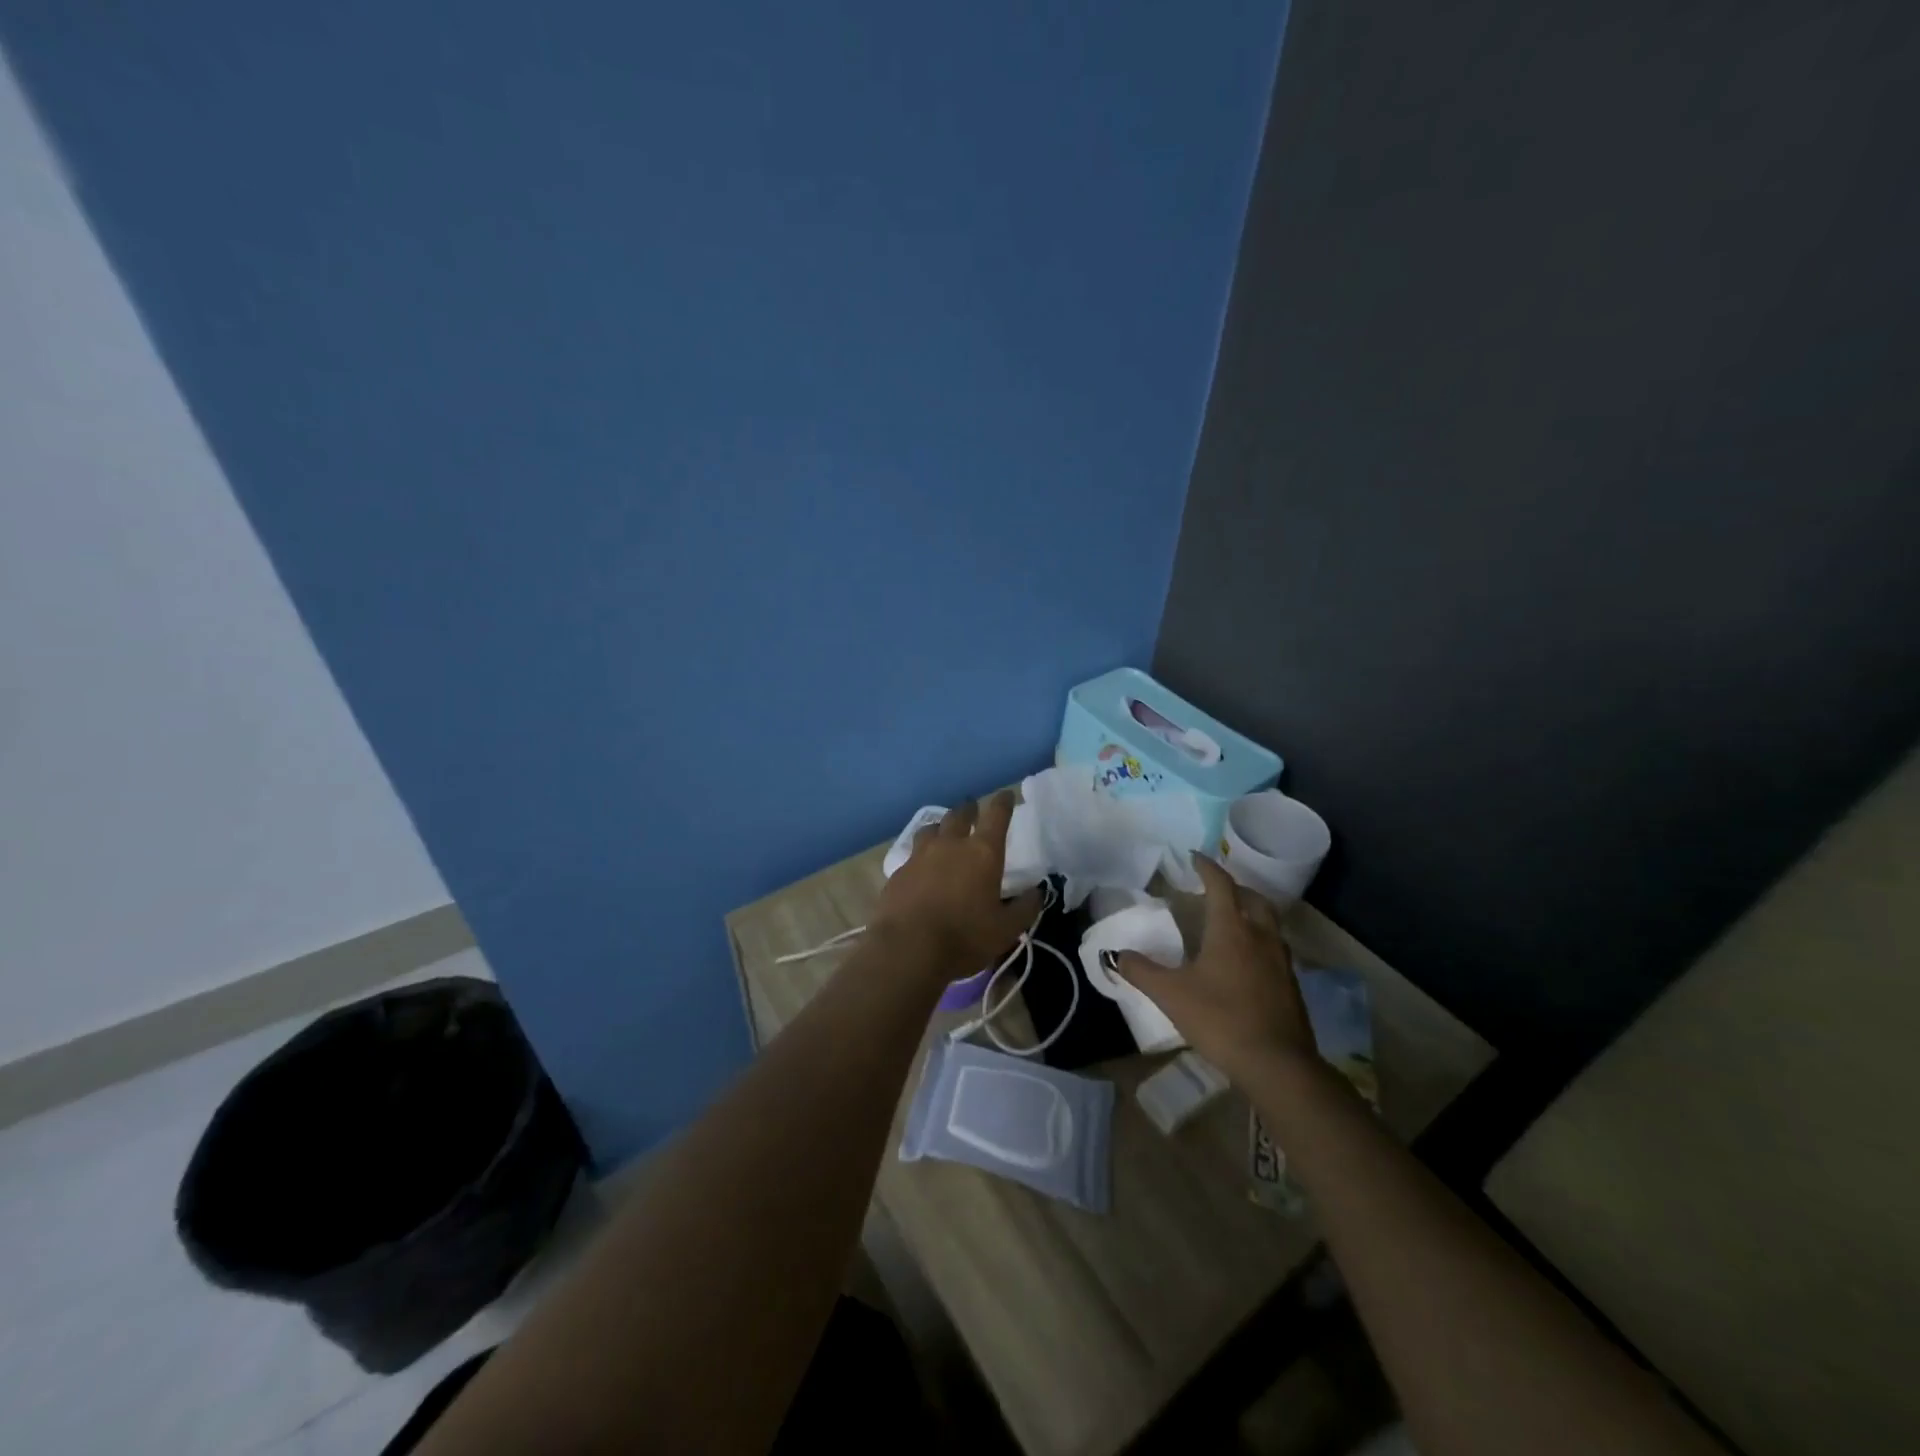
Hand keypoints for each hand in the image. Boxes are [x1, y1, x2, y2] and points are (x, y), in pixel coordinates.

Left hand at [873, 791, 1041, 982]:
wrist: (907, 949)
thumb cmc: (964, 937)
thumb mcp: (1006, 930)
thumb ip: (1025, 907)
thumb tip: (1037, 892)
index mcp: (982, 852)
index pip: (996, 815)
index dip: (1003, 802)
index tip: (1006, 795)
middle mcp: (951, 845)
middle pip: (959, 814)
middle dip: (969, 809)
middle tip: (973, 810)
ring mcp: (920, 855)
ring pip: (931, 828)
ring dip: (942, 827)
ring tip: (945, 833)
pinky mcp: (899, 872)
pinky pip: (913, 854)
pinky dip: (922, 854)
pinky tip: (922, 867)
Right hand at [1115, 853, 1316, 1081]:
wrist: (1277, 1065)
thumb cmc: (1221, 1019)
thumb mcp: (1171, 994)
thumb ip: (1141, 971)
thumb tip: (1116, 954)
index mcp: (1231, 929)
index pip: (1220, 884)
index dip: (1206, 867)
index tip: (1193, 857)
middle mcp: (1260, 936)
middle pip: (1253, 898)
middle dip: (1234, 887)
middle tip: (1214, 889)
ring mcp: (1281, 960)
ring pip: (1268, 923)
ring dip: (1251, 913)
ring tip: (1230, 921)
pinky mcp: (1291, 985)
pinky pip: (1275, 948)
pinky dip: (1259, 941)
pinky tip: (1245, 961)